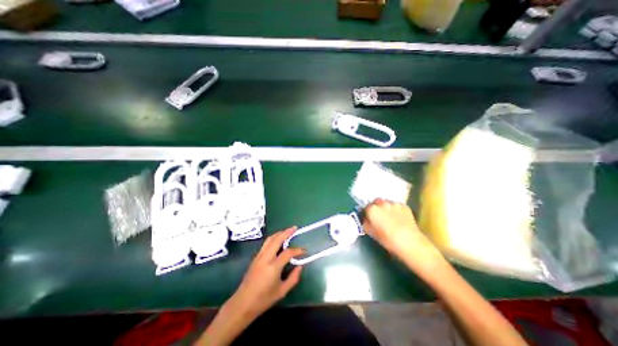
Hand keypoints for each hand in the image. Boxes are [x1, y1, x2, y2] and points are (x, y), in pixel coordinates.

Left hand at [226, 226, 302, 320]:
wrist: (242, 304)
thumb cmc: (263, 300)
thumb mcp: (282, 291)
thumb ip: (293, 278)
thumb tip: (300, 266)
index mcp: (273, 267)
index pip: (288, 253)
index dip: (298, 250)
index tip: (304, 251)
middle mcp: (266, 258)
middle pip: (277, 239)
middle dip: (287, 232)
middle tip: (295, 228)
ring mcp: (259, 256)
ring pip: (270, 239)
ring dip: (279, 233)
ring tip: (287, 231)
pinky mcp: (255, 257)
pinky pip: (266, 243)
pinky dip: (273, 238)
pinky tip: (278, 240)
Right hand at [363, 198, 443, 273]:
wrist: (410, 243)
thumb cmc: (387, 239)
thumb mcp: (371, 233)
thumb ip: (366, 224)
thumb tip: (366, 220)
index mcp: (372, 209)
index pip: (366, 207)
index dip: (367, 213)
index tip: (369, 218)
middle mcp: (382, 203)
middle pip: (376, 202)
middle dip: (376, 207)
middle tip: (379, 217)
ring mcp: (394, 203)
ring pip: (387, 203)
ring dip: (386, 208)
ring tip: (390, 217)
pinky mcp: (405, 206)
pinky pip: (397, 206)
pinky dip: (396, 210)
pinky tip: (399, 218)